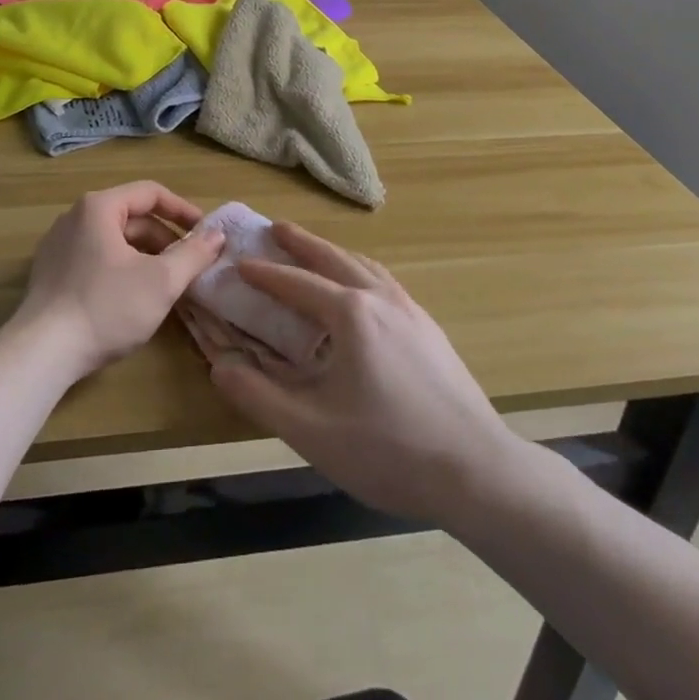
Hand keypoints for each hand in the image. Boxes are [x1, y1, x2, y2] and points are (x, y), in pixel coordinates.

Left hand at [16, 182, 224, 381]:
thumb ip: (193, 254)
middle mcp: (75, 216)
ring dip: (145, 257)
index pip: (151, 193)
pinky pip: (96, 258)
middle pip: (132, 218)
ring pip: (114, 241)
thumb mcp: (161, 282)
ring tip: (166, 285)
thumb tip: (217, 235)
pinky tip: (133, 298)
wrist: (41, 353)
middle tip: (190, 266)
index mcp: (99, 207)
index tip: (205, 233)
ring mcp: (59, 244)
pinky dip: (121, 269)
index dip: (183, 210)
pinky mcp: (51, 272)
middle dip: (165, 240)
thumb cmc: (106, 307)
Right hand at [207, 221, 521, 524]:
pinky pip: (386, 283)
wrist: (478, 471)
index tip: (239, 263)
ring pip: (365, 266)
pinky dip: (361, 271)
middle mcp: (381, 299)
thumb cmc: (390, 451)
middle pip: (333, 258)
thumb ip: (260, 396)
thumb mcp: (313, 432)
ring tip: (316, 250)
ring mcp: (411, 311)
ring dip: (334, 253)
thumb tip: (220, 366)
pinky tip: (363, 291)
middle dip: (302, 242)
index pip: (297, 283)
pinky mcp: (430, 329)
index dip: (265, 274)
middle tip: (275, 228)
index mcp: (351, 314)